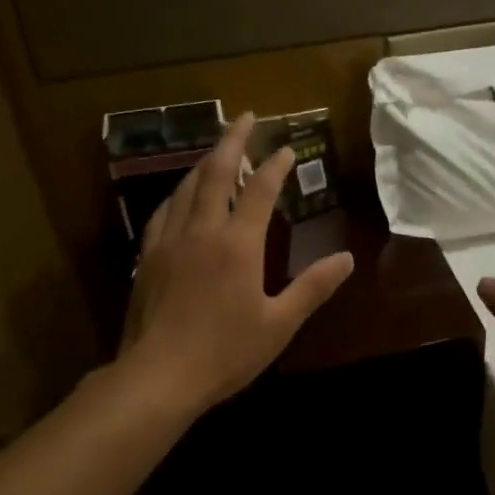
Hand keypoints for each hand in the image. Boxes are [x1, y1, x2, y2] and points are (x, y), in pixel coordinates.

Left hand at [119, 112, 354, 413]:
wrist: (158, 377)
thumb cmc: (225, 352)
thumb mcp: (279, 324)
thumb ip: (313, 287)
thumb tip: (347, 259)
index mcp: (237, 244)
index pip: (259, 191)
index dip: (275, 165)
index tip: (287, 148)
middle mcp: (201, 231)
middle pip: (215, 173)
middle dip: (232, 141)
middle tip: (245, 118)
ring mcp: (169, 242)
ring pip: (185, 188)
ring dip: (203, 163)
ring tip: (217, 152)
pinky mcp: (147, 259)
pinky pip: (163, 213)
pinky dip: (178, 195)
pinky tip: (180, 198)